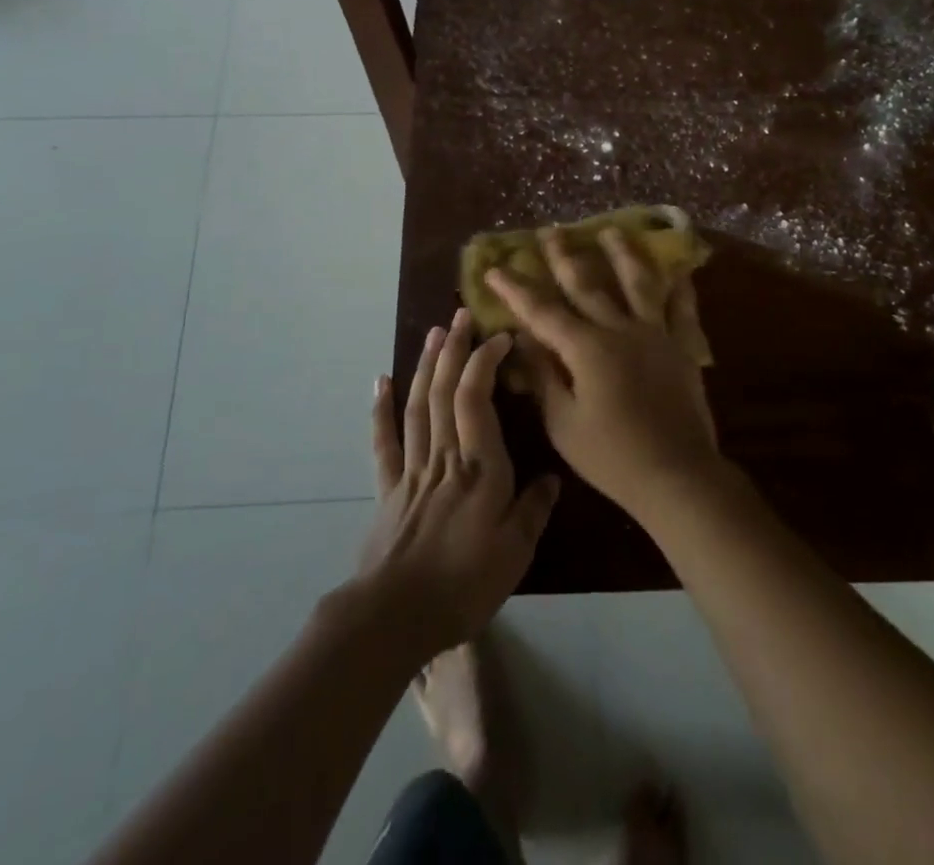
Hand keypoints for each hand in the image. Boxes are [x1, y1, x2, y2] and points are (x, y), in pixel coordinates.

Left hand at [356, 309, 560, 660]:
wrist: (393, 619)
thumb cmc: (463, 584)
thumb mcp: (516, 553)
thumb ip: (534, 509)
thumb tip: (552, 477)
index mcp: (478, 467)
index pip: (477, 398)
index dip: (485, 361)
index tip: (500, 335)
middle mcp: (444, 456)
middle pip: (445, 391)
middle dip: (454, 349)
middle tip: (460, 314)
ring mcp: (412, 469)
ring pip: (418, 405)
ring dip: (427, 365)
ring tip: (433, 332)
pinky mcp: (388, 489)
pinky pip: (384, 441)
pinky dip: (381, 409)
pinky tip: (382, 380)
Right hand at [484, 227, 723, 521]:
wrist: (676, 474)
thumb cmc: (611, 456)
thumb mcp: (563, 423)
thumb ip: (543, 377)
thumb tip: (523, 339)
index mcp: (585, 348)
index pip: (542, 311)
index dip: (516, 289)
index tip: (496, 268)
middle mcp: (619, 329)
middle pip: (587, 284)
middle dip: (564, 256)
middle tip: (551, 231)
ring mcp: (655, 333)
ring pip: (637, 283)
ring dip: (622, 254)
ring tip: (611, 230)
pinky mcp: (682, 347)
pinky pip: (682, 309)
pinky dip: (680, 287)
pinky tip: (679, 270)